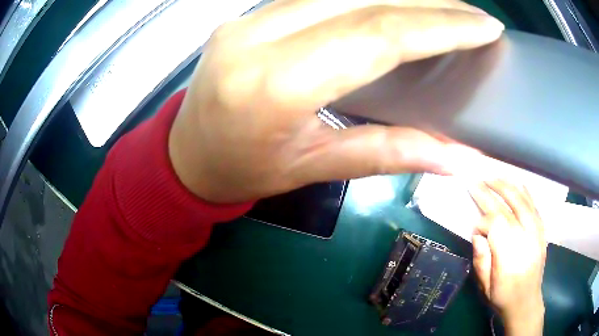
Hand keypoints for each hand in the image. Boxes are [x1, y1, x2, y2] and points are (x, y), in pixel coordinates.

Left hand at [169, 0, 503, 202]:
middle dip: (431, 3)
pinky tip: (395, 3)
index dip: (442, 25)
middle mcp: (258, 36)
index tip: (485, 25)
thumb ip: (387, 154)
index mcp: (275, 85)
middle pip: (365, 0)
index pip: (379, 34)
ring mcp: (247, 19)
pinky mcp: (246, 15)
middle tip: (474, 14)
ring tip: (447, 7)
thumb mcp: (313, 169)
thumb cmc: (242, 172)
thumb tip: (455, 158)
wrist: (185, 155)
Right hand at [469, 180, 546, 335]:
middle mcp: (525, 239)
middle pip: (508, 208)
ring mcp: (536, 233)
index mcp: (509, 257)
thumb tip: (478, 235)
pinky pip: (535, 207)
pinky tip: (519, 184)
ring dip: (508, 187)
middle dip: (491, 193)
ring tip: (495, 177)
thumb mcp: (485, 287)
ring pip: (523, 202)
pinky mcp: (542, 232)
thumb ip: (481, 259)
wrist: (526, 303)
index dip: (482, 222)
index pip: (495, 226)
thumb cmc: (502, 297)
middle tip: (477, 182)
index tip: (474, 227)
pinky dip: (527, 194)